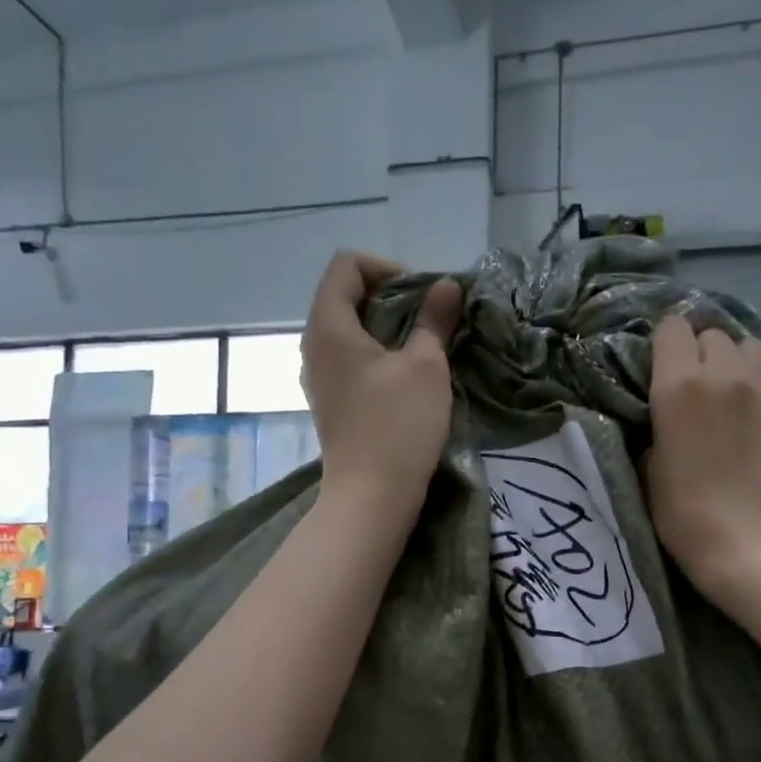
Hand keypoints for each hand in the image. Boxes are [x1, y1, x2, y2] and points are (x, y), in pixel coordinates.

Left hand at [302, 251, 463, 519]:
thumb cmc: (398, 426)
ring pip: (350, 331)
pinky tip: (407, 378)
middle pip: (347, 296)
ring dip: (388, 330)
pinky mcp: (331, 403)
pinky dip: (379, 357)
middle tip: (431, 320)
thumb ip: (435, 319)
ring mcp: (319, 377)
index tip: (423, 296)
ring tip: (423, 348)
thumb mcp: (426, 366)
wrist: (371, 496)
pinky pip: (351, 361)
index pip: (347, 265)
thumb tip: (446, 287)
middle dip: (392, 298)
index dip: (387, 268)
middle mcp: (314, 346)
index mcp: (328, 326)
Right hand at [644, 314, 760, 603]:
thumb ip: (657, 427)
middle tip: (694, 386)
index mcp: (677, 386)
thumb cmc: (683, 514)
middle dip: (699, 353)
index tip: (660, 370)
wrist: (748, 543)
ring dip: (735, 360)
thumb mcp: (649, 468)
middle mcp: (722, 374)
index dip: (664, 346)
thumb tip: (668, 416)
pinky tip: (755, 407)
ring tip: (729, 388)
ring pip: (749, 345)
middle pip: (711, 334)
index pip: (672, 328)